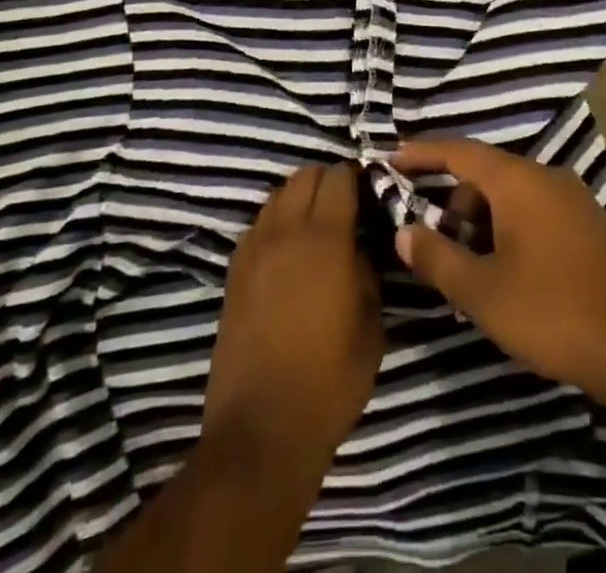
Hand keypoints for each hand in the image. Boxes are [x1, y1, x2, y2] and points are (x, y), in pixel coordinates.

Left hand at [202, 161, 383, 475]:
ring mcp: (254, 249)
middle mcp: (286, 232)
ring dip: (299, 197)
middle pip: (304, 174)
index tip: (371, 193)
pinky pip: (258, 224)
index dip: (357, 177)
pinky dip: (276, 222)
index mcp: (325, 240)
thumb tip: (358, 248)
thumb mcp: (371, 328)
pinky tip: (288, 251)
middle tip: (346, 206)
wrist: (260, 431)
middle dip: (328, 180)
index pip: (339, 177)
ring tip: (316, 226)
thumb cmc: (328, 383)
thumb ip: (367, 274)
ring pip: (277, 194)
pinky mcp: (234, 271)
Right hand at [390, 138, 605, 408]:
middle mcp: (547, 177)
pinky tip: (513, 273)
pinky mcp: (593, 226)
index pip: (459, 151)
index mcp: (517, 181)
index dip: (423, 153)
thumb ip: (438, 257)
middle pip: (487, 174)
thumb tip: (403, 231)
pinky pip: (539, 211)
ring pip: (515, 195)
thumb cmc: (555, 312)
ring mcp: (576, 200)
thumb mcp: (483, 292)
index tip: (392, 158)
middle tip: (438, 242)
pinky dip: (513, 228)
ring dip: (485, 219)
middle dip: (456, 201)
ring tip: (475, 268)